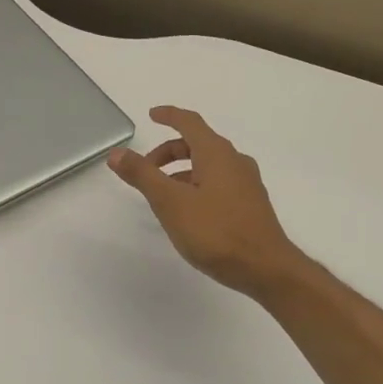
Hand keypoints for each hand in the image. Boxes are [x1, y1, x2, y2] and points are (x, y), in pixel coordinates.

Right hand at [108, 106, 310, 299]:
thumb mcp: (171, 202)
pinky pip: (219, 183)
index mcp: (217, 154)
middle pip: (198, 144)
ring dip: (182, 172)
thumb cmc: (216, 232)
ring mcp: (246, 184)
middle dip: (169, 152)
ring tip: (162, 195)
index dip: (169, 116)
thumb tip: (117, 153)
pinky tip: (188, 212)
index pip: (190, 123)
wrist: (265, 268)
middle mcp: (235, 162)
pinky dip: (197, 185)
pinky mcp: (250, 205)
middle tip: (145, 169)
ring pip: (209, 166)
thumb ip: (143, 175)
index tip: (152, 115)